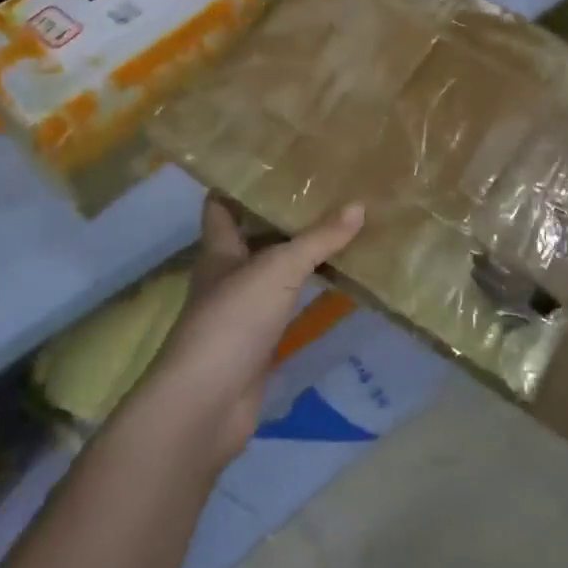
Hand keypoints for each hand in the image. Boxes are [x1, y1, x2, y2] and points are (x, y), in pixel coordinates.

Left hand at [134, 196, 364, 469]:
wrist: (207, 403)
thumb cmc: (233, 319)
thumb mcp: (278, 269)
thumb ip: (319, 239)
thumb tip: (359, 206)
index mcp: (220, 250)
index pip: (221, 206)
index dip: (240, 185)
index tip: (274, 165)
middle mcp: (227, 275)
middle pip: (253, 236)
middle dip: (283, 217)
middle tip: (324, 192)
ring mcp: (242, 311)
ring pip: (273, 271)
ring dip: (299, 255)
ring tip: (339, 227)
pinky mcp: (258, 342)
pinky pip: (287, 305)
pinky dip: (308, 292)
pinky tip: (336, 280)